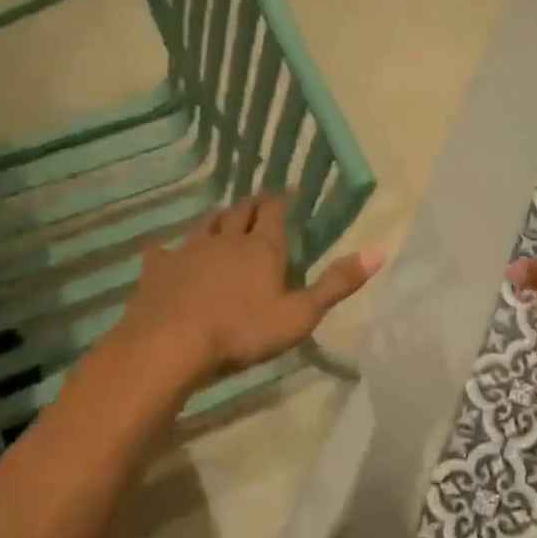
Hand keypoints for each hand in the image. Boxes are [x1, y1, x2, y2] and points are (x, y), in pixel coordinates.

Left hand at [109, 196, 380, 382]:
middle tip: (260, 199)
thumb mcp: (301, 314)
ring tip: (223, 217)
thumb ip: (337, 283)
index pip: (275, 214)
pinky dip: (170, 249)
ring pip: (205, 226)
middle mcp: (226, 241)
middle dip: (252, 204)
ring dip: (217, 219)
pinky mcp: (158, 271)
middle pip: (240, 213)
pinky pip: (164, 251)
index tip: (287, 192)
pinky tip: (166, 252)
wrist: (171, 345)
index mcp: (263, 249)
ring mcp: (188, 252)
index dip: (282, 201)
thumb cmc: (244, 331)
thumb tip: (378, 252)